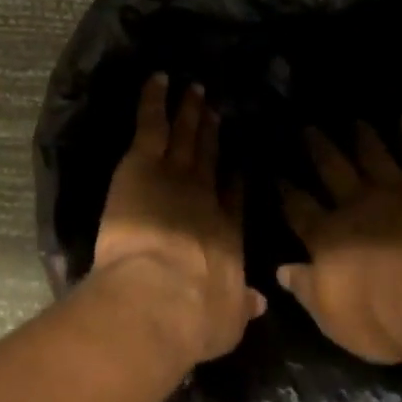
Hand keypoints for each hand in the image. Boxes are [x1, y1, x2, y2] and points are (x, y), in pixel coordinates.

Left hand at [92, 75, 266, 363]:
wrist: (161, 295)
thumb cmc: (193, 316)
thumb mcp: (227, 322)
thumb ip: (242, 307)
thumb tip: (259, 301)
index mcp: (225, 234)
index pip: (231, 199)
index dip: (233, 180)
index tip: (235, 165)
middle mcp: (204, 197)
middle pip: (208, 159)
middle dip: (212, 135)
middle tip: (215, 111)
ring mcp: (174, 175)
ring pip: (184, 136)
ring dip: (189, 112)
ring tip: (195, 90)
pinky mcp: (143, 164)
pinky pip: (151, 124)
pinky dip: (154, 100)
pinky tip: (158, 79)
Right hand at [276, 116, 401, 363]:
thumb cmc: (383, 318)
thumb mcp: (332, 316)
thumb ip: (305, 288)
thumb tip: (280, 269)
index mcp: (327, 237)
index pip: (299, 209)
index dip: (287, 192)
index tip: (278, 175)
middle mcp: (355, 205)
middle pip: (332, 170)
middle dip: (319, 150)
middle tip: (309, 128)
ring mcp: (394, 189)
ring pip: (373, 155)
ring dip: (364, 138)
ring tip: (355, 122)